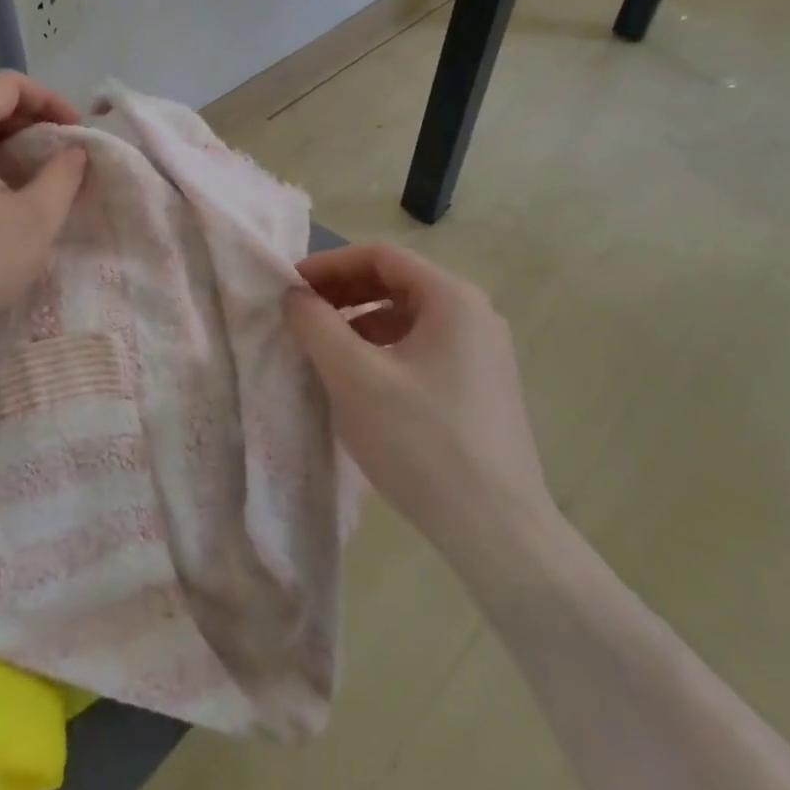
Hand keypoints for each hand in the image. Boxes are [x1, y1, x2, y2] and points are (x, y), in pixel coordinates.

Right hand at [284, 243, 553, 553]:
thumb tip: (293, 294)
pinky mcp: (479, 385)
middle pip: (396, 281)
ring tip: (322, 344)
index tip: (290, 286)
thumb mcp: (354, 377)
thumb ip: (317, 325)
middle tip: (300, 311)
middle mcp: (473, 313)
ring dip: (359, 319)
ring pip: (407, 316)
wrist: (498, 532)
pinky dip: (382, 347)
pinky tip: (358, 377)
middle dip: (343, 291)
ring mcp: (481, 351)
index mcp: (452, 298)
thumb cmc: (422, 442)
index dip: (329, 264)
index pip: (380, 256)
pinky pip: (421, 346)